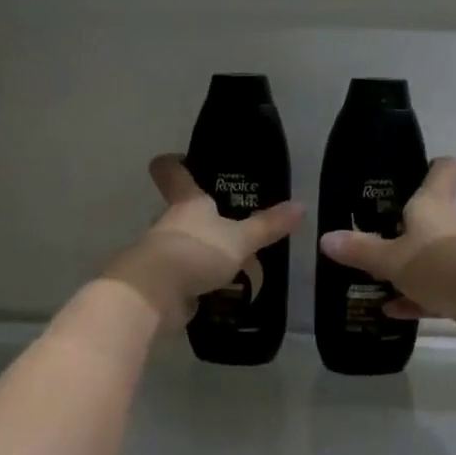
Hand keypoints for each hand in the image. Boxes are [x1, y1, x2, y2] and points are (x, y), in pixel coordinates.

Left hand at [103, 156, 303, 323]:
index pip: (171, 171)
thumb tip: (300, 206)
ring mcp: (160, 253)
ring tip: (229, 262)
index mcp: (186, 202)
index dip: (175, 163)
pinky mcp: (160, 282)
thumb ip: (267, 225)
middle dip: (198, 217)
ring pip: (181, 245)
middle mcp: (168, 222)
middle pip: (178, 211)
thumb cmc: (196, 251)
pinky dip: (195, 282)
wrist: (155, 294)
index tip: (183, 159)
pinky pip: (181, 277)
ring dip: (199, 252)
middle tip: (228, 223)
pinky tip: (217, 292)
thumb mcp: (240, 239)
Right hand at [318, 158, 455, 345]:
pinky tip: (393, 310)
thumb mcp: (392, 260)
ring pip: (433, 255)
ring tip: (376, 280)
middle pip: (432, 216)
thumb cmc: (441, 265)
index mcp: (433, 205)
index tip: (417, 172)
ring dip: (409, 267)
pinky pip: (438, 288)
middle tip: (375, 237)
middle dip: (406, 227)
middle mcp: (452, 224)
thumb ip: (360, 250)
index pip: (444, 170)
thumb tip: (326, 238)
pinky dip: (418, 296)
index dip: (434, 167)